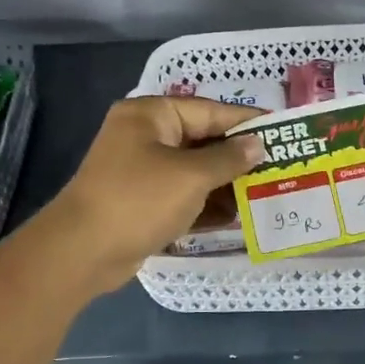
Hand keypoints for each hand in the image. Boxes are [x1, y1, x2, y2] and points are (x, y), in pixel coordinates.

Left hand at [37, 96, 263, 296]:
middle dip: (238, 158)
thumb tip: (258, 144)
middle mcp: (145, 137)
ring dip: (226, 185)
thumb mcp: (191, 176)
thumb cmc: (138, 201)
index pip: (209, 111)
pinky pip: (182, 196)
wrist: (82, 252)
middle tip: (279, 168)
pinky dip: (206, 205)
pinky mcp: (142, 202)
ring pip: (194, 172)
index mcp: (151, 116)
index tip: (282, 131)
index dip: (246, 122)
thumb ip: (229, 158)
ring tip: (265, 195)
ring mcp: (142, 171)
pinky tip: (236, 218)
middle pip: (203, 141)